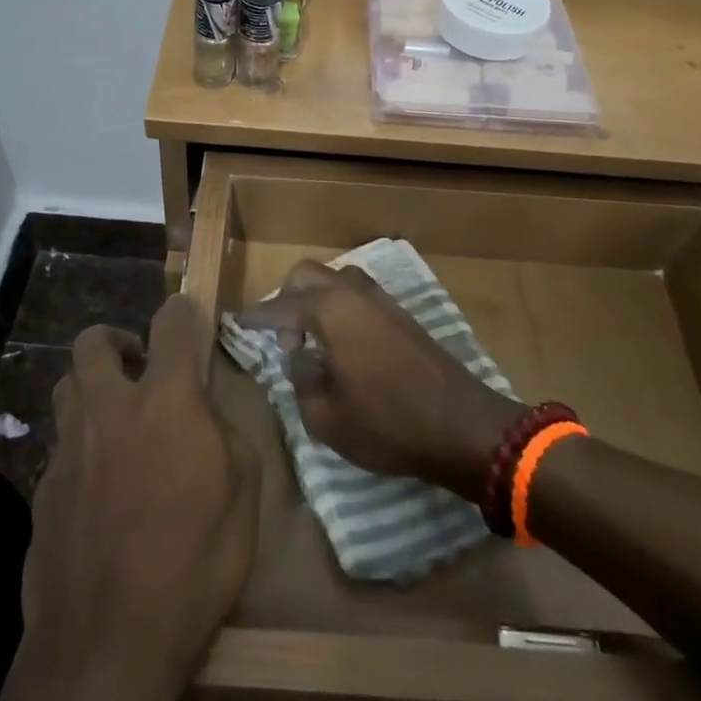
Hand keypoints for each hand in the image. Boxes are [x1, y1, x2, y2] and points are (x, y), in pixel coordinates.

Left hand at [18, 294, 259, 700]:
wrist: (107, 646)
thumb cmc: (193, 566)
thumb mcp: (243, 497)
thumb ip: (225, 436)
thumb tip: (203, 418)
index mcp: (166, 402)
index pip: (171, 324)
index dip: (182, 310)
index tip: (187, 315)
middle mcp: (109, 409)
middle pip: (92, 342)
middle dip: (115, 339)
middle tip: (136, 362)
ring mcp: (68, 448)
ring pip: (67, 386)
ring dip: (90, 386)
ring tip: (114, 417)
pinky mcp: (42, 488)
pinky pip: (60, 444)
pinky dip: (80, 445)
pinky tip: (97, 487)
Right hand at [240, 261, 521, 503]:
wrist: (462, 426)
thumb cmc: (388, 423)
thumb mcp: (326, 417)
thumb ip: (301, 380)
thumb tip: (300, 357)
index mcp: (331, 311)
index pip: (281, 305)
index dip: (257, 317)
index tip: (237, 323)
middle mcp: (355, 294)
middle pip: (308, 274)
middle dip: (287, 298)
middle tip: (284, 338)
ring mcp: (383, 301)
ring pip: (337, 280)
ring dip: (317, 300)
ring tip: (314, 341)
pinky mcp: (403, 316)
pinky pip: (359, 296)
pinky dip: (341, 308)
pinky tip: (343, 344)